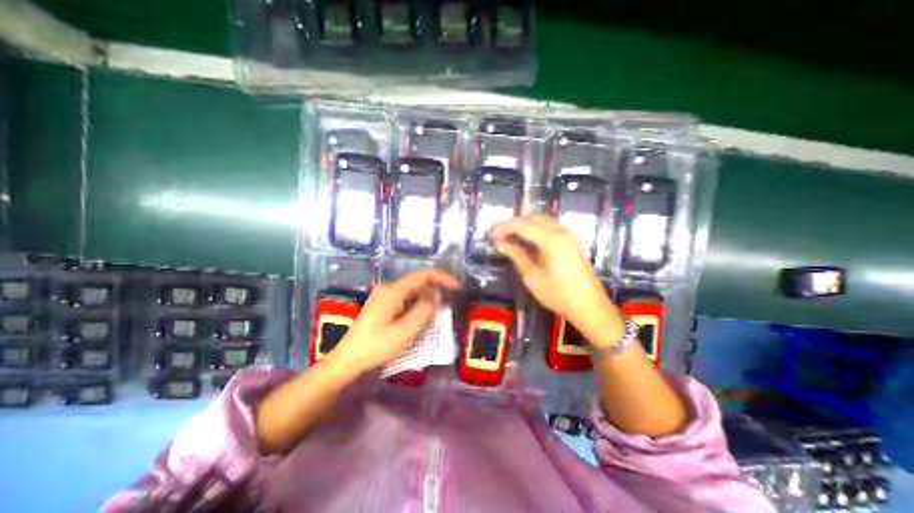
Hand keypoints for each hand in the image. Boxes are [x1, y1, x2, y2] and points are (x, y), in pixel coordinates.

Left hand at [330, 269, 461, 372]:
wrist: (347, 360)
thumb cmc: (375, 347)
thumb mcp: (404, 332)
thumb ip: (423, 311)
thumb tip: (437, 295)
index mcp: (393, 291)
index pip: (423, 275)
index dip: (442, 278)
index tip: (457, 288)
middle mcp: (389, 288)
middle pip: (418, 282)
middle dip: (435, 291)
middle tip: (446, 309)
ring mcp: (384, 296)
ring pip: (413, 291)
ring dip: (426, 300)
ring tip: (434, 317)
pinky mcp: (383, 305)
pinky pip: (406, 299)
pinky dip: (417, 305)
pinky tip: (419, 319)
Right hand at [489, 214, 624, 346]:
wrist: (589, 306)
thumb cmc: (558, 294)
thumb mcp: (532, 276)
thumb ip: (516, 255)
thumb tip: (499, 243)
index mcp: (551, 239)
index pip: (522, 224)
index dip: (504, 227)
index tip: (491, 234)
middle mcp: (561, 231)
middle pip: (533, 217)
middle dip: (513, 222)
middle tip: (498, 233)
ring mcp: (568, 235)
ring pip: (542, 220)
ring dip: (524, 224)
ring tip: (508, 235)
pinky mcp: (571, 242)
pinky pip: (549, 227)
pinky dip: (534, 229)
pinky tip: (525, 239)